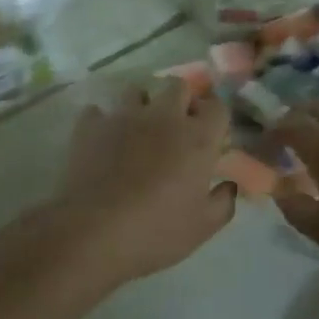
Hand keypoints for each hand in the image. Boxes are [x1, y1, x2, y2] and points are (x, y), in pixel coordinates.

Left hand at [51, 77, 236, 285]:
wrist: (93, 232)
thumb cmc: (156, 231)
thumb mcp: (202, 227)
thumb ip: (223, 202)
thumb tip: (228, 186)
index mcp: (197, 138)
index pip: (217, 107)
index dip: (214, 118)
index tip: (210, 135)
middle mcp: (163, 117)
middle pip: (178, 86)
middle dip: (181, 100)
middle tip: (176, 127)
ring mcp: (123, 116)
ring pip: (136, 91)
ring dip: (141, 105)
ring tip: (137, 131)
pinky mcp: (89, 125)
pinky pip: (98, 111)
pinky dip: (102, 123)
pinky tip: (102, 142)